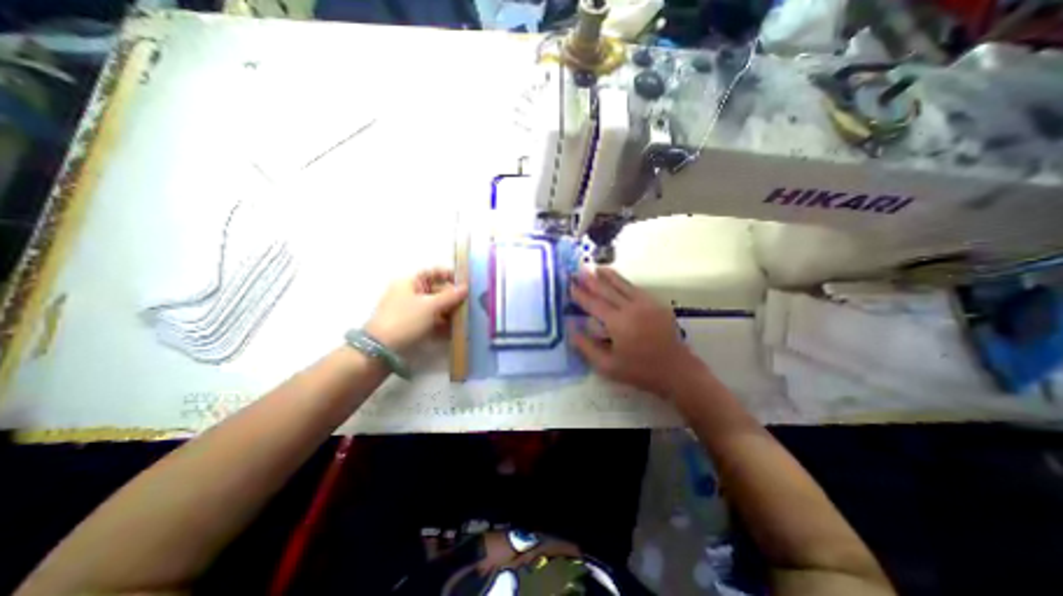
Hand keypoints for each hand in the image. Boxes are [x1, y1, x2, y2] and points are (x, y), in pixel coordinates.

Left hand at [367, 267, 466, 352]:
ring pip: (436, 307)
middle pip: (437, 290)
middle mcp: (410, 293)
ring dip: (450, 312)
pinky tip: (455, 330)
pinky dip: (443, 324)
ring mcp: (411, 311)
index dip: (449, 275)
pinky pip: (432, 320)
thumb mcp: (431, 306)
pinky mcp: (413, 326)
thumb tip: (466, 287)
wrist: (381, 350)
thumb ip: (450, 296)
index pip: (433, 272)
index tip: (466, 284)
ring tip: (465, 319)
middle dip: (453, 297)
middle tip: (469, 304)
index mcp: (410, 282)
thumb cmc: (406, 320)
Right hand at [573, 269, 702, 397]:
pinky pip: (637, 289)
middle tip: (579, 270)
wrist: (677, 371)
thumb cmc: (639, 371)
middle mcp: (631, 308)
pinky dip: (625, 282)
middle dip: (592, 279)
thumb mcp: (607, 366)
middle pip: (607, 289)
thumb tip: (571, 328)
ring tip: (596, 268)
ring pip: (624, 285)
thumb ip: (586, 346)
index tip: (570, 285)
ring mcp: (646, 304)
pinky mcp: (657, 305)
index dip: (580, 294)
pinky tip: (619, 280)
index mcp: (618, 322)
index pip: (594, 303)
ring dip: (609, 276)